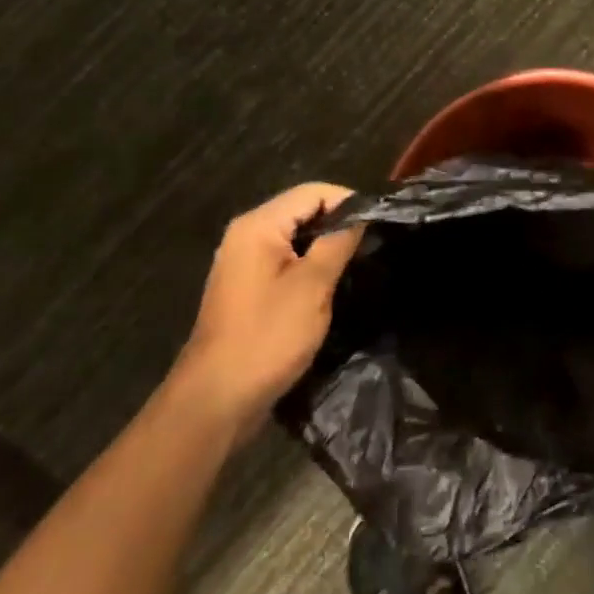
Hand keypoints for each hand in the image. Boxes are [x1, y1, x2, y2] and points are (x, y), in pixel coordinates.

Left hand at [176, 182, 364, 438]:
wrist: (216, 401)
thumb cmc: (268, 337)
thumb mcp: (313, 286)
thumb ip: (338, 243)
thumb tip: (360, 215)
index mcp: (258, 226)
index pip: (312, 192)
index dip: (347, 202)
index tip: (377, 224)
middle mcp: (246, 235)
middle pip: (301, 211)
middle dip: (336, 224)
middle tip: (370, 246)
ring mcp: (242, 263)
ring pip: (294, 238)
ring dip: (323, 247)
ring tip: (355, 265)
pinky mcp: (246, 288)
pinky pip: (284, 261)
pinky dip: (307, 266)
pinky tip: (328, 287)